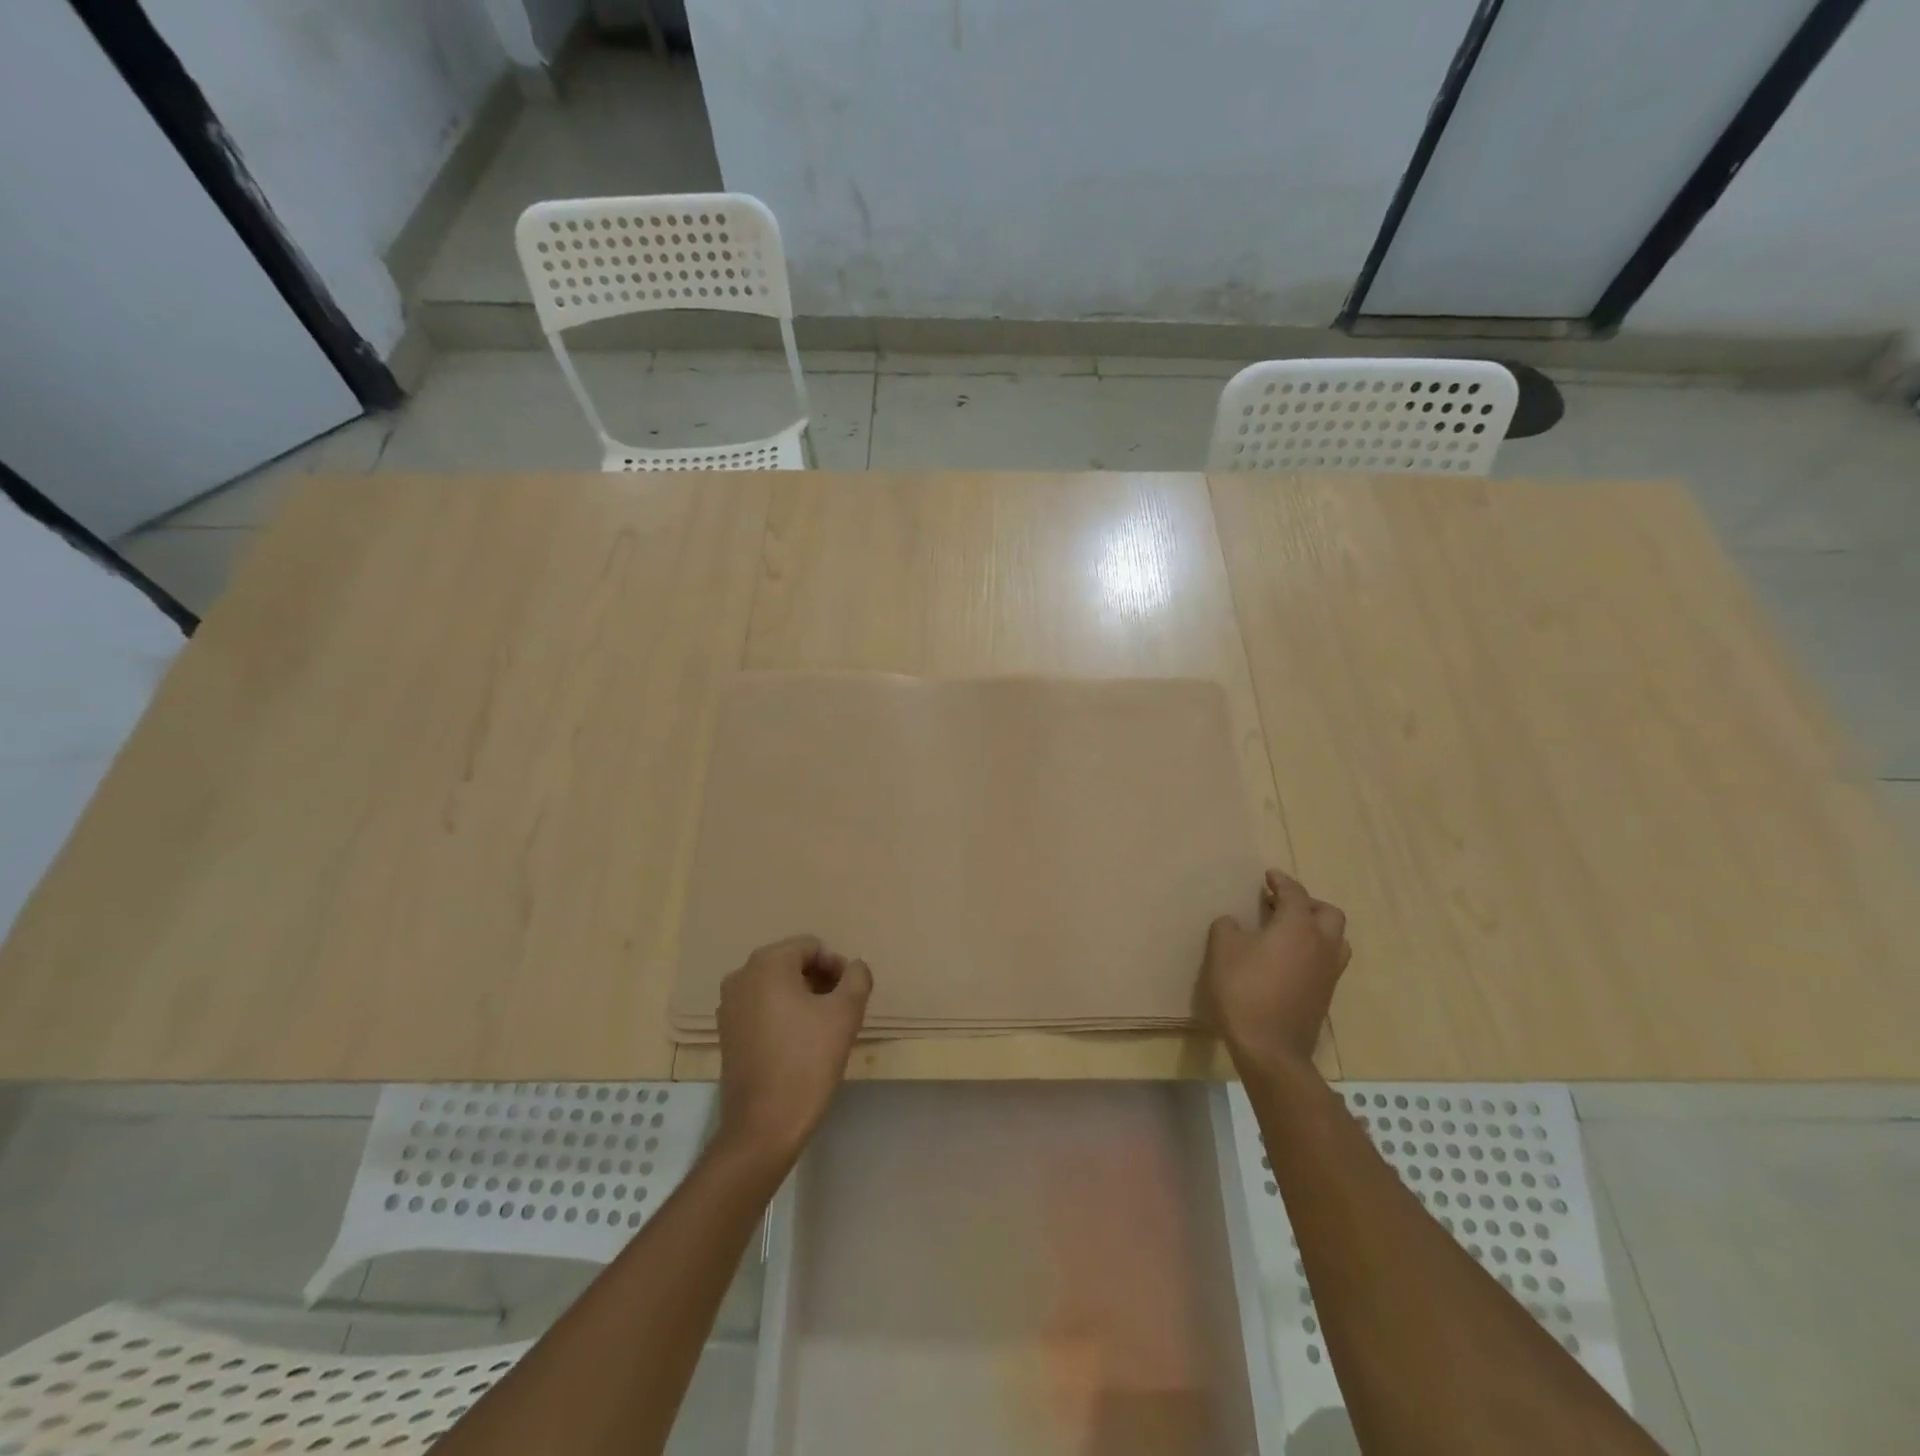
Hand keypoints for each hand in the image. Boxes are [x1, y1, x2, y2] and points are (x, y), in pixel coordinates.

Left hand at [714, 935, 871, 1169]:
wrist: (764, 1126)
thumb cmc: (807, 1061)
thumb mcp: (846, 1014)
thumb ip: (857, 978)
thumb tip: (854, 967)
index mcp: (767, 964)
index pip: (811, 947)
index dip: (836, 967)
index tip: (849, 996)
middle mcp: (741, 976)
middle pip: (791, 963)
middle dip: (819, 980)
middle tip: (840, 1010)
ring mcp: (729, 1005)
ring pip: (776, 986)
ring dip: (802, 997)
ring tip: (822, 1028)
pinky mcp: (726, 1033)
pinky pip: (761, 1008)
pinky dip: (783, 1014)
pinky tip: (799, 1043)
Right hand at [1199, 869, 1350, 1074]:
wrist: (1270, 1048)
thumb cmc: (1244, 990)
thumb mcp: (1222, 950)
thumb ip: (1227, 927)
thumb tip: (1235, 924)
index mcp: (1298, 926)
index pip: (1295, 893)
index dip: (1281, 881)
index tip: (1269, 875)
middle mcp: (1321, 944)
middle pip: (1328, 913)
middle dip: (1307, 903)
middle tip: (1282, 904)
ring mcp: (1329, 972)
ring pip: (1335, 939)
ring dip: (1317, 928)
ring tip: (1290, 931)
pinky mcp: (1326, 995)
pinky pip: (1327, 961)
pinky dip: (1313, 951)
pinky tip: (1289, 959)